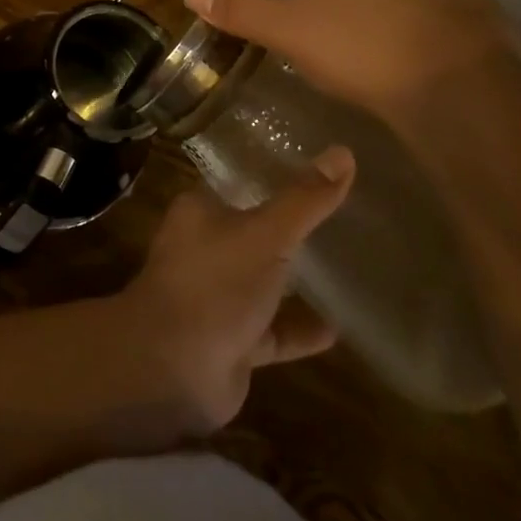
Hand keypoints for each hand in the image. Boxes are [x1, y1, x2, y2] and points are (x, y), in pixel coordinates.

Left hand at [121, 146, 353, 433]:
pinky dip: (299, 329)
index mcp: (200, 212)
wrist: (173, 368)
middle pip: (254, 232)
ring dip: (296, 281)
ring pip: (263, 281)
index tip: (316, 170)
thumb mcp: (266, 234)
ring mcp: (217, 297)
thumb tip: (344, 152)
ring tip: (347, 268)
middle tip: (342, 217)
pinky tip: (338, 328)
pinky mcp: (231, 341)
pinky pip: (272, 330)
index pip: (239, 183)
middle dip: (291, 229)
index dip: (273, 176)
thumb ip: (305, 199)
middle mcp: (204, 249)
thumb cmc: (215, 283)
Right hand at [186, 0, 517, 117]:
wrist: (452, 83)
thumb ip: (241, 11)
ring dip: (396, 26)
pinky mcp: (484, 6)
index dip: (314, 15)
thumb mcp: (288, 33)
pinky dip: (433, 39)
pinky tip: (427, 72)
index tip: (319, 51)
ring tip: (391, 73)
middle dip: (356, 17)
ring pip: (406, 1)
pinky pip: (445, 20)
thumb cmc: (358, 50)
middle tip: (352, 64)